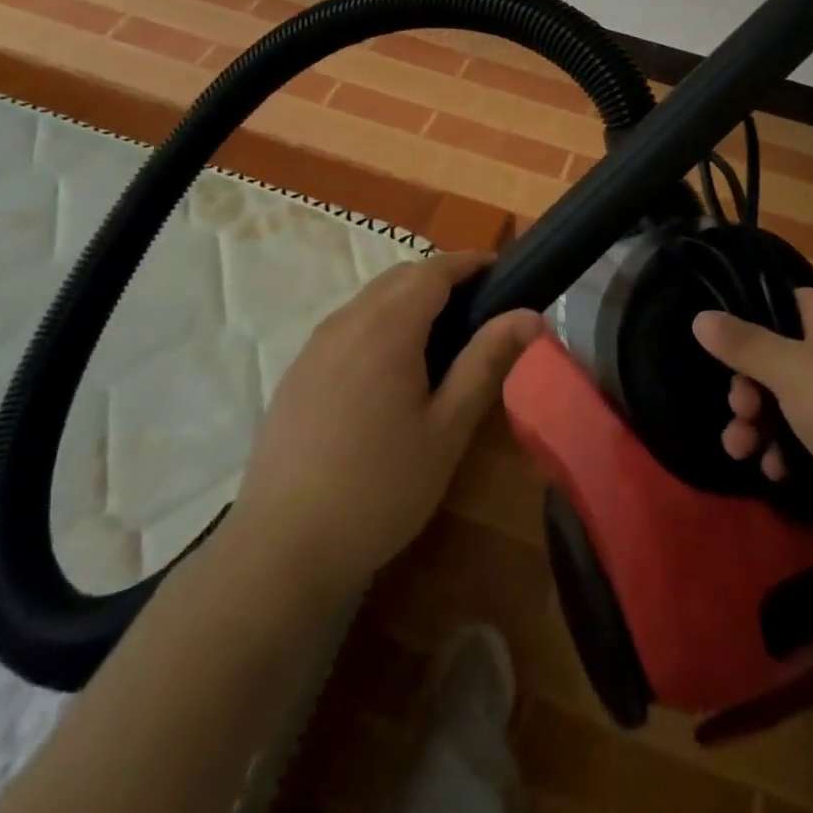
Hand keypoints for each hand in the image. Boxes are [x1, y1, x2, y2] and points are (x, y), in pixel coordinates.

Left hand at [221, 252, 542, 597]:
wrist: (282, 549)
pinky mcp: (297, 372)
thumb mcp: (447, 428)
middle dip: (442, 278)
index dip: (470, 263)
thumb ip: (486, 362)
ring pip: (370, 299)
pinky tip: (391, 369)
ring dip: (409, 299)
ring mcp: (314, 347)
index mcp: (386, 329)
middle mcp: (345, 323)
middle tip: (479, 309)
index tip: (502, 271)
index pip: (434, 270)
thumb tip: (531, 315)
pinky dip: (379, 322)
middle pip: (400, 277)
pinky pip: (347, 325)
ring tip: (441, 338)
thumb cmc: (380, 489)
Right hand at [694, 289, 812, 551]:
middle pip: (780, 358)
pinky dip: (788, 452)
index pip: (784, 304)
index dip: (750, 324)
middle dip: (748, 388)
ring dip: (759, 425)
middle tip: (738, 411)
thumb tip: (700, 316)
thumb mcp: (791, 371)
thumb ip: (744, 344)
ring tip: (741, 450)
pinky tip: (775, 473)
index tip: (724, 352)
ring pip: (790, 402)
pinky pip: (810, 438)